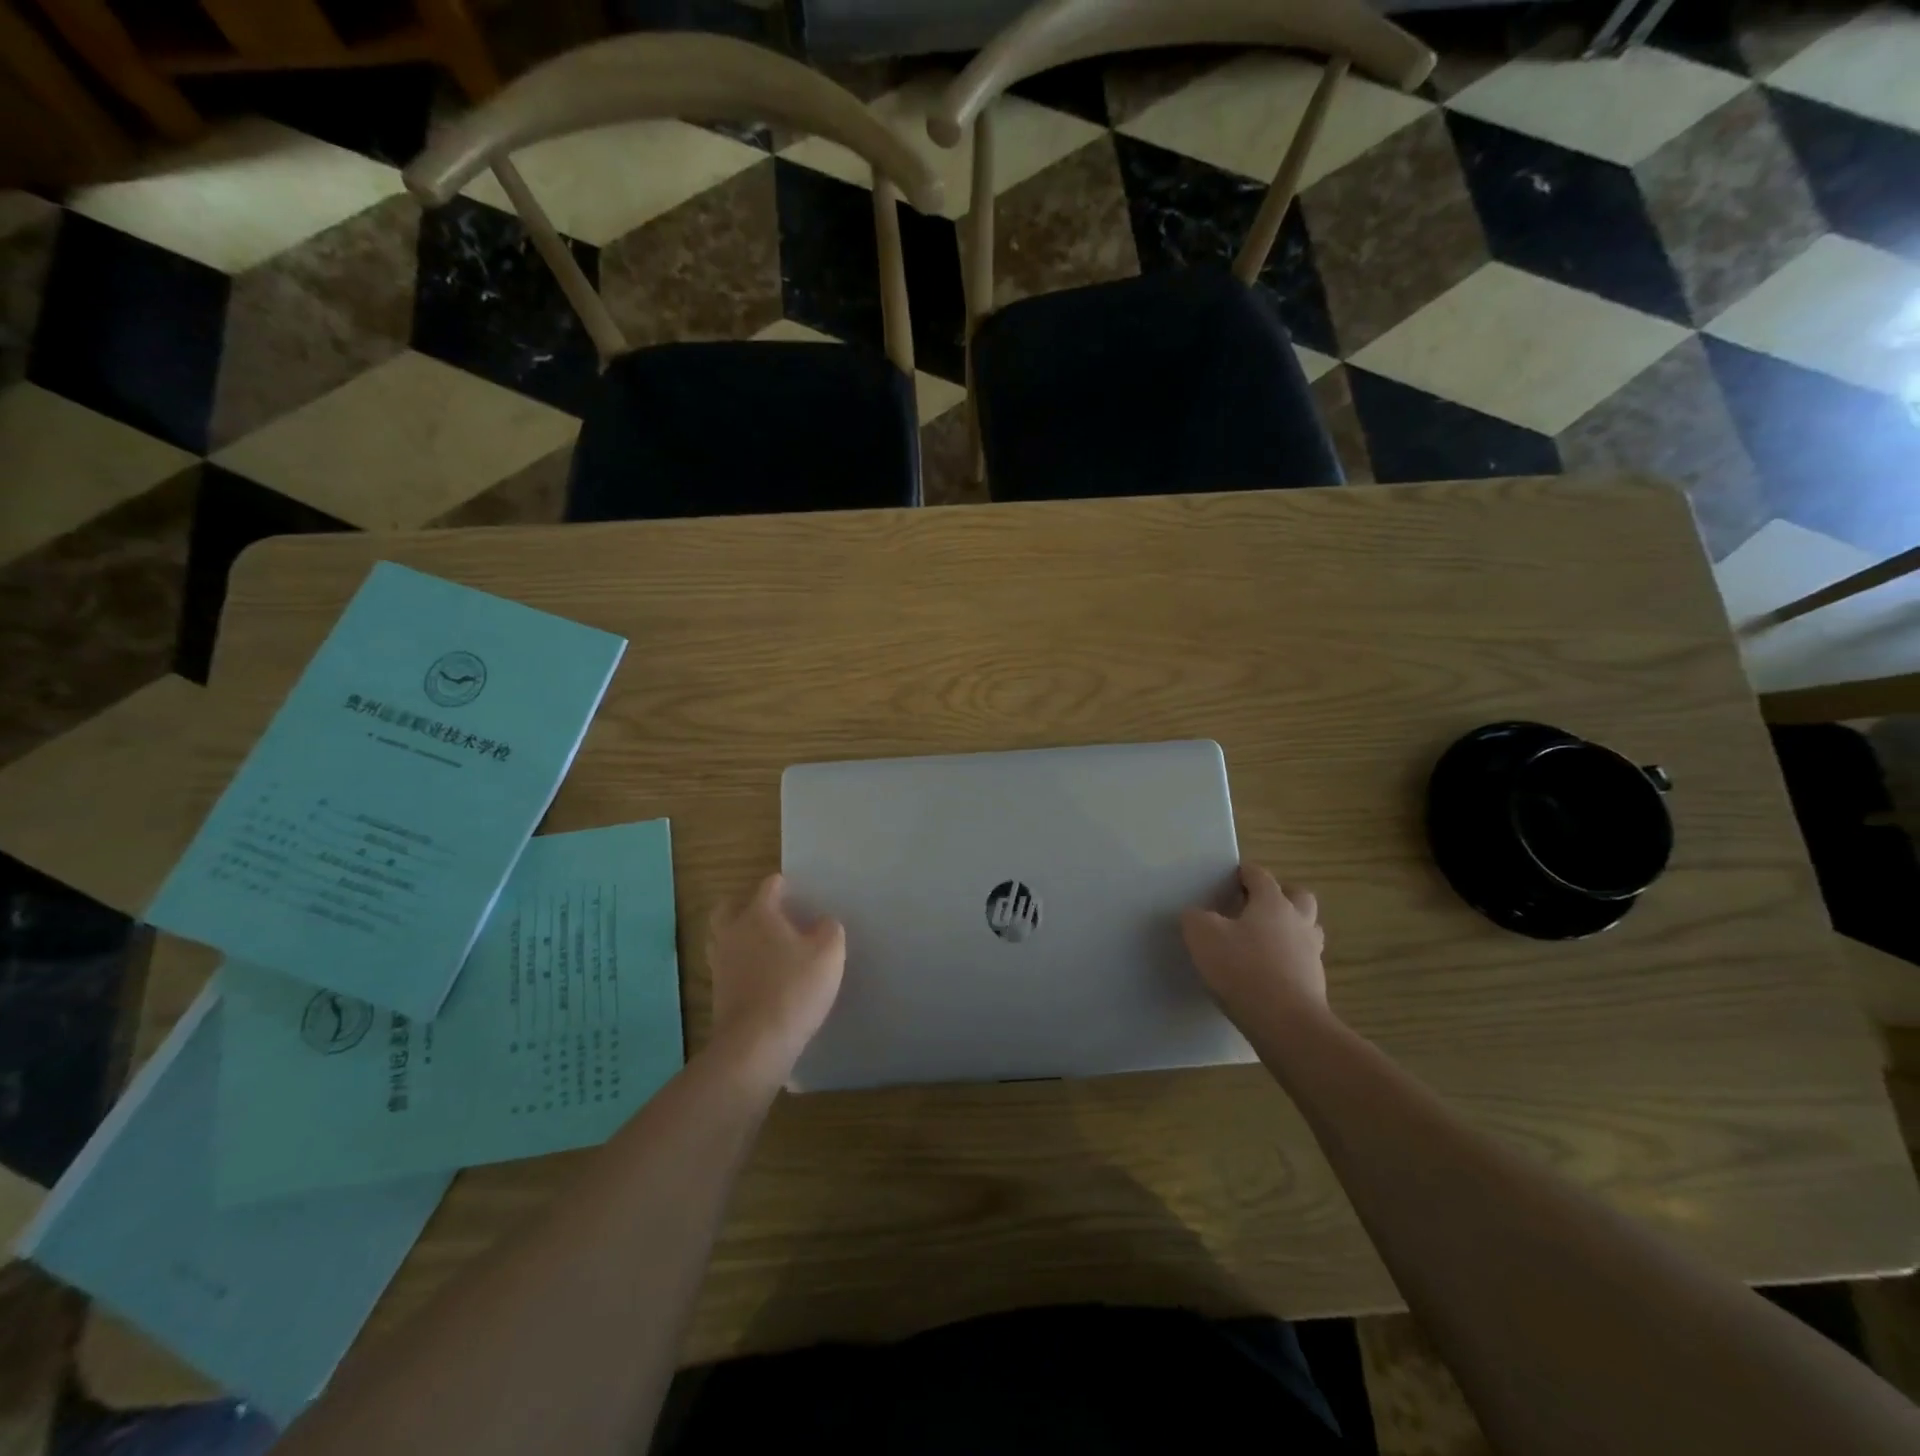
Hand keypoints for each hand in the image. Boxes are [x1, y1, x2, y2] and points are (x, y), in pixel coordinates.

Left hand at [706, 874, 845, 1075]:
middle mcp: (733, 932)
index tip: (797, 893)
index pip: (768, 886)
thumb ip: (829, 930)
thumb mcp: (829, 954)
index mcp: (758, 915)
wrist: (756, 1043)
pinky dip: (737, 965)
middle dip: (744, 905)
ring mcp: (720, 963)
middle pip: (728, 908)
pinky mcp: (717, 992)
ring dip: (736, 936)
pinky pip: (725, 967)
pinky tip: (758, 976)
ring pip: (720, 937)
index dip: (783, 885)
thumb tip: (822, 922)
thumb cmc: (795, 989)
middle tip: (768, 916)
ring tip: (761, 946)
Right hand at [1181, 863, 1328, 1032]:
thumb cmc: (1243, 969)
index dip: (1244, 873)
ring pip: (1306, 929)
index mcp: (1273, 903)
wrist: (1285, 1024)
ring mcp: (1311, 954)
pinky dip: (1287, 960)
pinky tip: (1266, 973)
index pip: (1261, 876)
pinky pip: (1302, 961)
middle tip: (1255, 907)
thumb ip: (1195, 918)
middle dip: (1280, 896)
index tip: (1230, 878)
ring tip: (1262, 941)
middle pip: (1298, 897)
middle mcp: (1298, 922)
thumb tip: (1196, 915)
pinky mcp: (1315, 983)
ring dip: (1289, 929)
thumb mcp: (1202, 936)